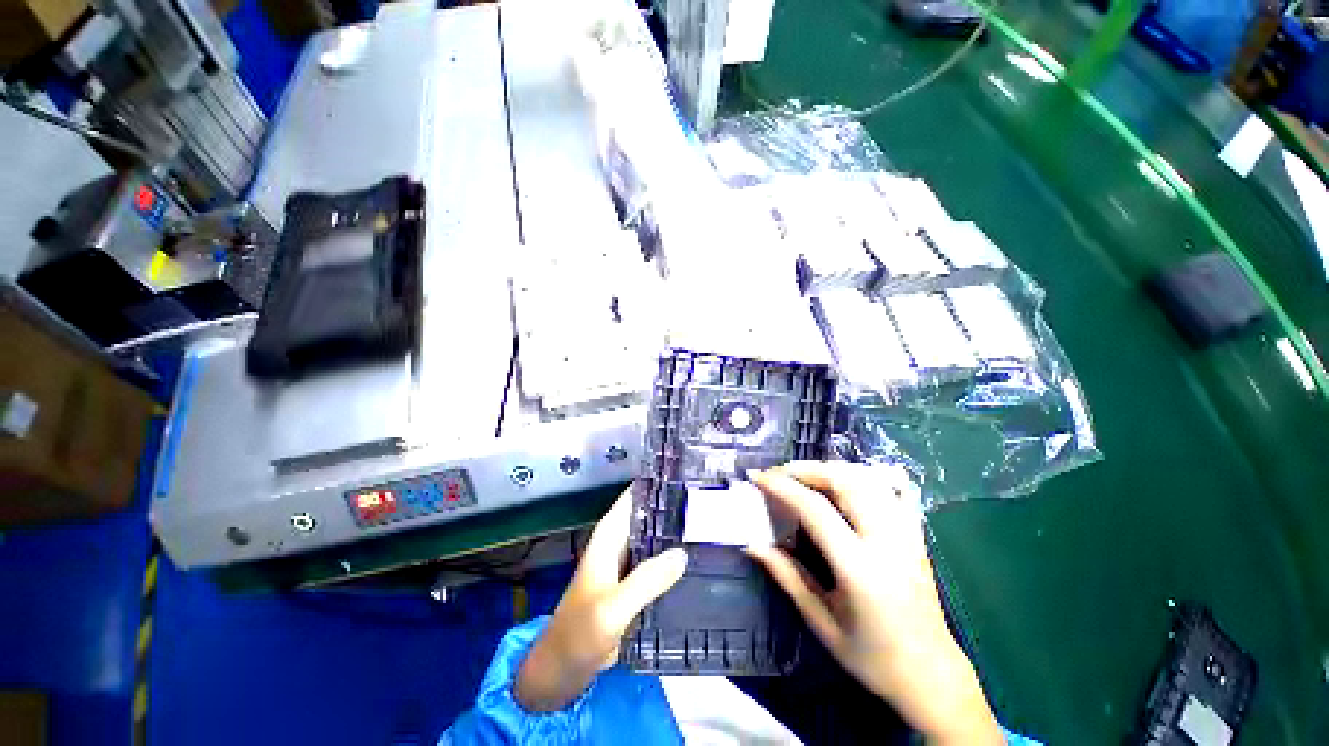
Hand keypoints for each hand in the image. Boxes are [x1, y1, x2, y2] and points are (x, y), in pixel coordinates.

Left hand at [515, 487, 687, 711]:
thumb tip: (683, 553)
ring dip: (677, 530)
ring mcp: (627, 562)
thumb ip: (646, 580)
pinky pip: (658, 561)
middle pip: (649, 512)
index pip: (635, 495)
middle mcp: (619, 541)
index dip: (659, 483)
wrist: (562, 669)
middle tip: (709, 502)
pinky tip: (698, 557)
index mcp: (610, 534)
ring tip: (710, 524)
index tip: (689, 476)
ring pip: (656, 536)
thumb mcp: (613, 608)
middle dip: (675, 505)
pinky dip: (674, 556)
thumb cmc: (580, 634)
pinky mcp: (635, 582)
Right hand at [748, 463, 1002, 744]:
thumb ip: (786, 576)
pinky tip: (845, 481)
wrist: (932, 676)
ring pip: (868, 479)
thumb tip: (752, 545)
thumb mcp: (821, 622)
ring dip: (831, 469)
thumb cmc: (872, 658)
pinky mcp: (916, 535)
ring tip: (804, 475)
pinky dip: (863, 477)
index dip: (782, 486)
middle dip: (806, 469)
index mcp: (860, 569)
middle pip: (845, 482)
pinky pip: (891, 490)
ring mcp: (906, 535)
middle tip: (778, 473)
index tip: (758, 477)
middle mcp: (887, 543)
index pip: (815, 509)